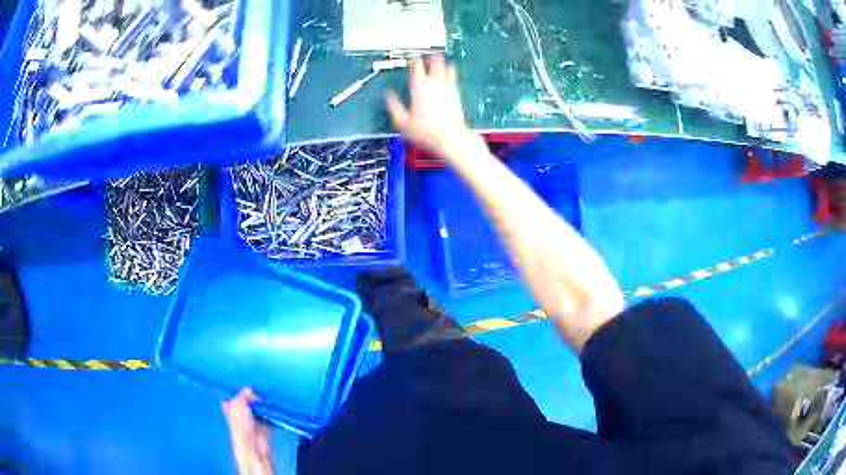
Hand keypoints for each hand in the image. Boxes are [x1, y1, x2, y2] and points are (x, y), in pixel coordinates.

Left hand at [222, 388, 272, 474]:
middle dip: (255, 395)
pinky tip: (274, 406)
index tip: (248, 383)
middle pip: (249, 398)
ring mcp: (253, 417)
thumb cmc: (240, 424)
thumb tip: (252, 391)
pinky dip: (272, 411)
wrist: (253, 445)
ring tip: (269, 397)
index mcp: (230, 405)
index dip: (240, 389)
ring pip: (260, 405)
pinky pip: (270, 413)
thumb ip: (244, 393)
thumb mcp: (238, 403)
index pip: (234, 393)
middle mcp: (241, 410)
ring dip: (265, 403)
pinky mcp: (265, 423)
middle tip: (261, 391)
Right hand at [387, 56, 481, 161]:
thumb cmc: (425, 132)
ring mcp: (447, 88)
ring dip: (441, 61)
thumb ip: (394, 106)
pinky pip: (453, 78)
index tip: (411, 51)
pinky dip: (451, 71)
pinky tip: (451, 69)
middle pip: (433, 64)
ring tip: (439, 55)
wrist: (451, 139)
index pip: (416, 67)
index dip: (413, 58)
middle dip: (430, 56)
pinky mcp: (456, 94)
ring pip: (445, 68)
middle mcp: (434, 85)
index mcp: (419, 89)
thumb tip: (388, 95)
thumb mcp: (403, 123)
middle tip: (426, 50)